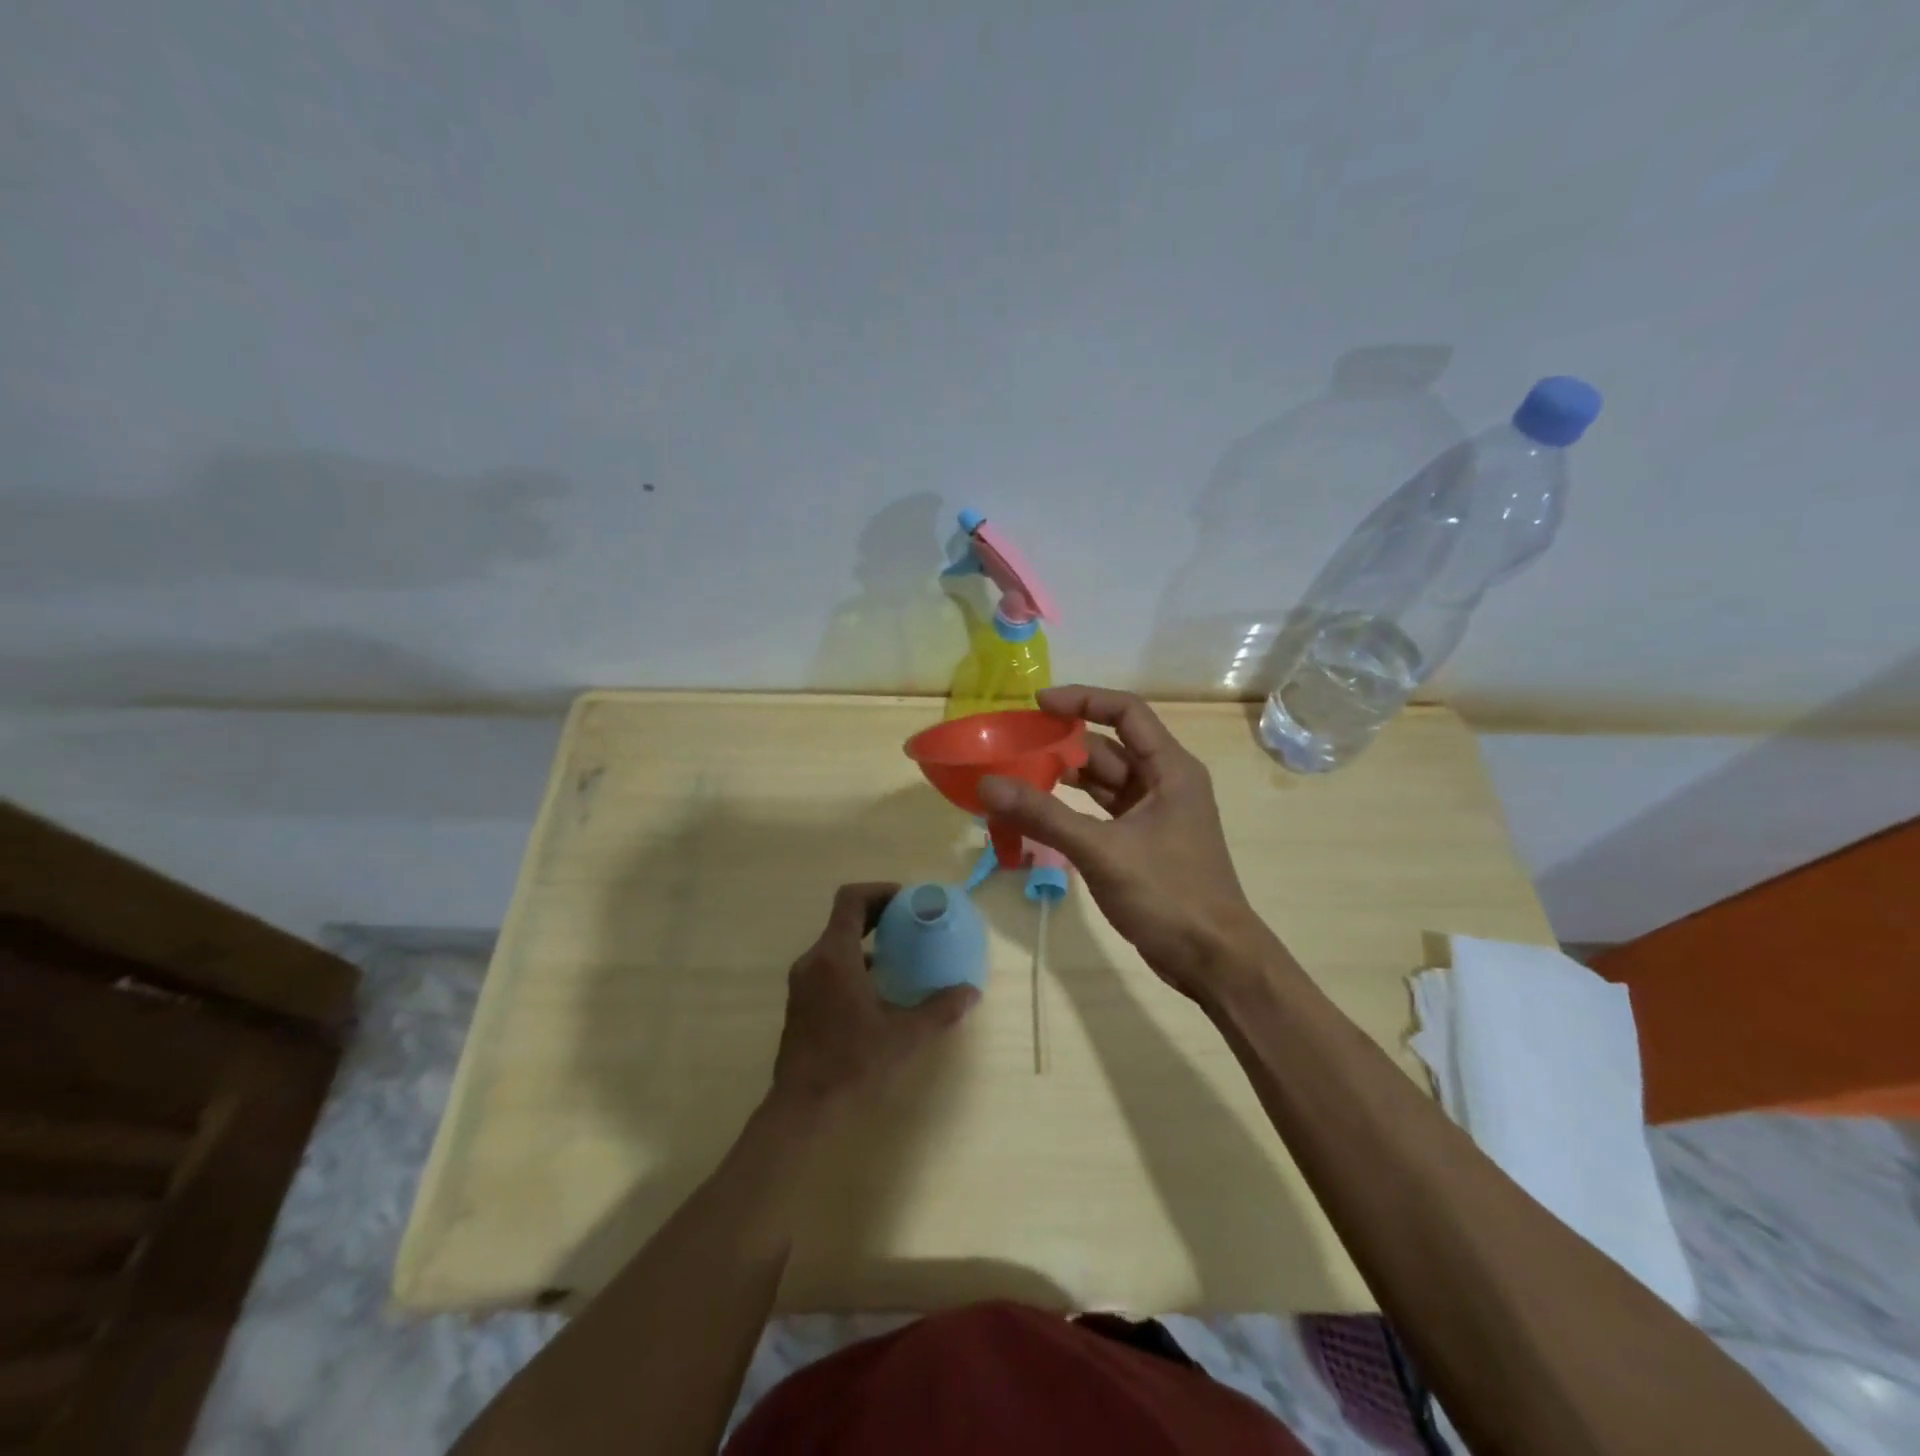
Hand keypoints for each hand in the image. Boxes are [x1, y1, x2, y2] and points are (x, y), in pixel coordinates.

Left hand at [770, 883, 978, 1112]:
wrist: (803, 1109)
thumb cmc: (853, 1064)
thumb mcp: (905, 1036)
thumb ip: (940, 1009)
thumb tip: (971, 992)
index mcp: (835, 956)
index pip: (851, 899)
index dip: (879, 891)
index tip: (907, 900)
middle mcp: (813, 961)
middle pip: (844, 919)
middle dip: (878, 914)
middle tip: (911, 922)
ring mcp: (803, 983)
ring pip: (835, 944)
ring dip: (866, 940)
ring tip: (900, 954)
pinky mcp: (800, 1003)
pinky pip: (828, 966)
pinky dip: (854, 963)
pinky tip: (878, 989)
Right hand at [979, 686, 1277, 1002]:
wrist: (1214, 960)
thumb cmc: (1169, 894)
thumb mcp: (1102, 851)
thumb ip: (1044, 816)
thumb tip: (988, 784)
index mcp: (1170, 769)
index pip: (1126, 711)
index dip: (1083, 700)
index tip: (1038, 704)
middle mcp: (1164, 782)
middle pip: (1109, 747)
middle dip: (1063, 744)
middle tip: (1014, 747)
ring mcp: (1154, 814)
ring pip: (1103, 781)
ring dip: (1064, 778)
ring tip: (1016, 778)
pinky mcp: (1142, 842)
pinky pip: (1101, 811)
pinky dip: (1071, 809)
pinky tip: (1038, 814)